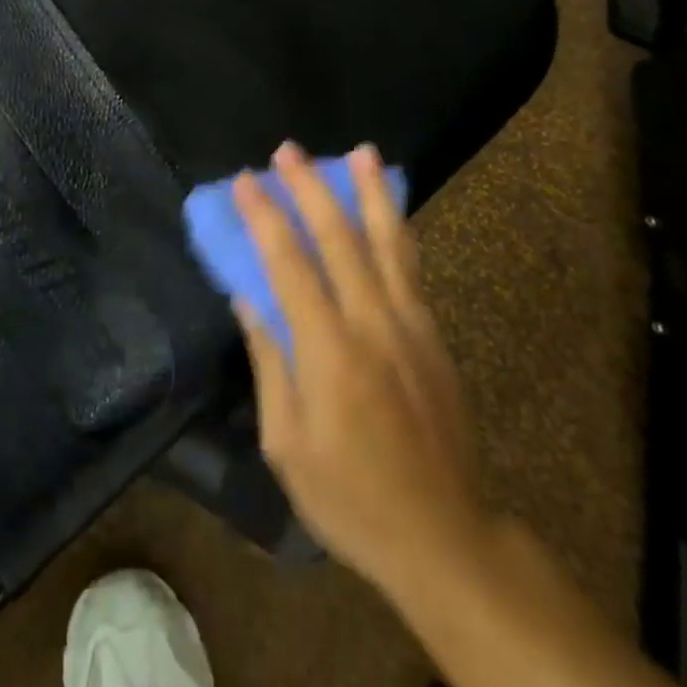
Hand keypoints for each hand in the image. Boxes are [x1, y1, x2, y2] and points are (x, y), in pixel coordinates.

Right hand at [233, 142, 485, 603]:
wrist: (444, 536)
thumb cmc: (350, 497)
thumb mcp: (287, 445)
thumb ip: (269, 362)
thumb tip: (248, 299)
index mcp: (329, 352)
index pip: (289, 264)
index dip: (264, 217)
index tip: (243, 181)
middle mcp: (372, 323)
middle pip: (338, 238)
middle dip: (310, 187)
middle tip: (287, 149)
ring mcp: (410, 324)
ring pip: (388, 241)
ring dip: (370, 191)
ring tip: (361, 151)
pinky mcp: (434, 334)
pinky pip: (410, 266)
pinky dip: (396, 228)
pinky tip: (388, 207)